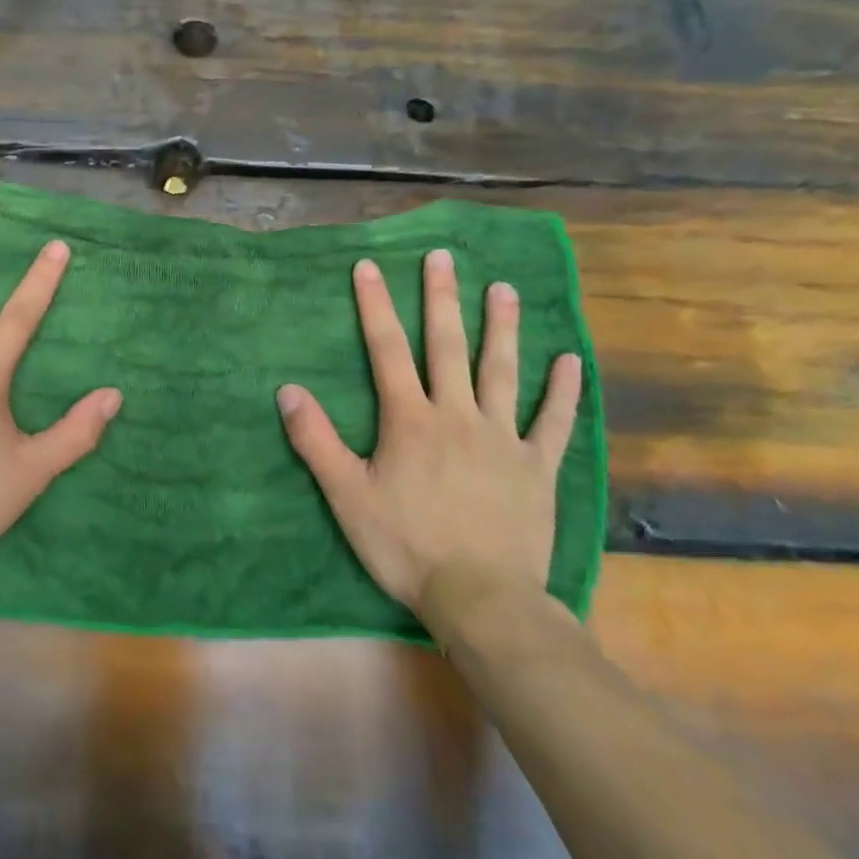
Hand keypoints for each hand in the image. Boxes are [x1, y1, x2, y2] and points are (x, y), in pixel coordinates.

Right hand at [277, 250, 581, 614]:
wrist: (483, 600)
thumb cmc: (407, 546)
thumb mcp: (347, 496)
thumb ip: (316, 441)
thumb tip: (287, 390)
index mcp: (410, 420)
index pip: (387, 350)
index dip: (375, 306)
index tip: (369, 266)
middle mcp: (457, 414)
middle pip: (447, 346)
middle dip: (441, 298)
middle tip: (442, 257)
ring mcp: (502, 438)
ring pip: (502, 371)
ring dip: (502, 327)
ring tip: (504, 289)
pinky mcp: (537, 467)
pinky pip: (554, 422)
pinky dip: (563, 391)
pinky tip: (571, 359)